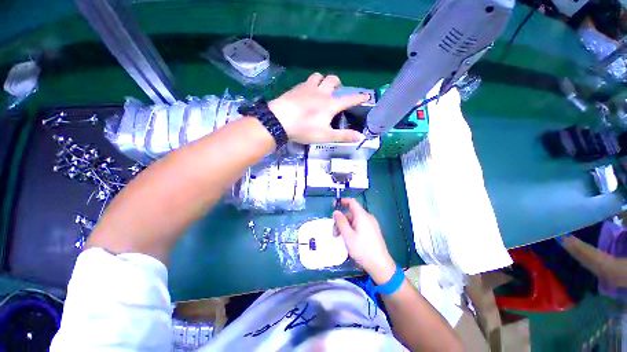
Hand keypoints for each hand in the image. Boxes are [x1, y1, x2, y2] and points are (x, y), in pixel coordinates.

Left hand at [268, 73, 369, 143]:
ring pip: (319, 76)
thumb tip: (361, 137)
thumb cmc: (305, 129)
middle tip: (336, 92)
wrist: (280, 120)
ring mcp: (308, 88)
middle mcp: (321, 93)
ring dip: (323, 81)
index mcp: (331, 105)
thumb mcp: (326, 136)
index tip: (367, 95)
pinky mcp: (296, 88)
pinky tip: (306, 92)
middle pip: (333, 80)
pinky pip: (307, 81)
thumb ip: (343, 136)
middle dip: (337, 84)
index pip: (349, 99)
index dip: (359, 98)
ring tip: (321, 89)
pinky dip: (310, 84)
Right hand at [333, 198, 396, 284]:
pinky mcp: (373, 231)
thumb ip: (341, 222)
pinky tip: (349, 240)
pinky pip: (360, 225)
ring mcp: (371, 224)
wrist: (380, 265)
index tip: (333, 205)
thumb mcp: (348, 235)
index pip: (352, 202)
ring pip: (355, 220)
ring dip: (345, 226)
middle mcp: (368, 217)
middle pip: (351, 213)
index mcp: (362, 216)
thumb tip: (336, 211)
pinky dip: (352, 229)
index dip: (342, 201)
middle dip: (341, 220)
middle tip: (335, 233)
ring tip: (340, 239)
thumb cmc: (362, 249)